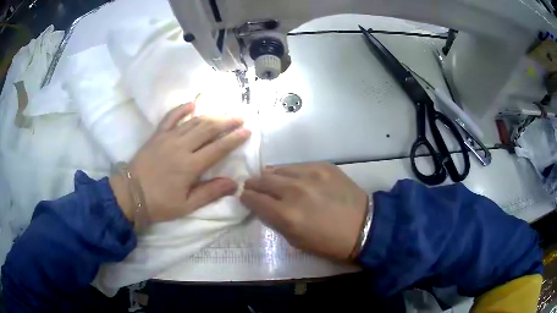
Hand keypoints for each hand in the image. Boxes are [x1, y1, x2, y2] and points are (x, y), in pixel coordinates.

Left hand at [110, 102, 250, 223]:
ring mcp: (168, 138)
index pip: (218, 148)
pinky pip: (170, 117)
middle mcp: (181, 147)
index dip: (234, 139)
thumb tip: (234, 184)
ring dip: (211, 116)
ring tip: (224, 113)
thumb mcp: (186, 205)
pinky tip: (192, 104)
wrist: (130, 194)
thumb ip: (210, 193)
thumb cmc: (159, 203)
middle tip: (240, 118)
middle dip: (226, 122)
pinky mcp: (157, 135)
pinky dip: (181, 109)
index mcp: (190, 166)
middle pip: (208, 129)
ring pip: (193, 122)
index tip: (247, 131)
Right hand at [240, 163, 367, 259]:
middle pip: (261, 180)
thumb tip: (263, 206)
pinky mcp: (323, 166)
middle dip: (253, 184)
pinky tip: (294, 179)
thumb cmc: (329, 242)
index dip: (246, 198)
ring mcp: (309, 175)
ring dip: (270, 176)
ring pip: (277, 169)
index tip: (245, 197)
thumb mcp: (296, 241)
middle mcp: (294, 191)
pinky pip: (297, 165)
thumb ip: (276, 221)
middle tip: (253, 187)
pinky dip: (290, 172)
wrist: (363, 226)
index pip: (253, 199)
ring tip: (272, 181)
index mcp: (285, 215)